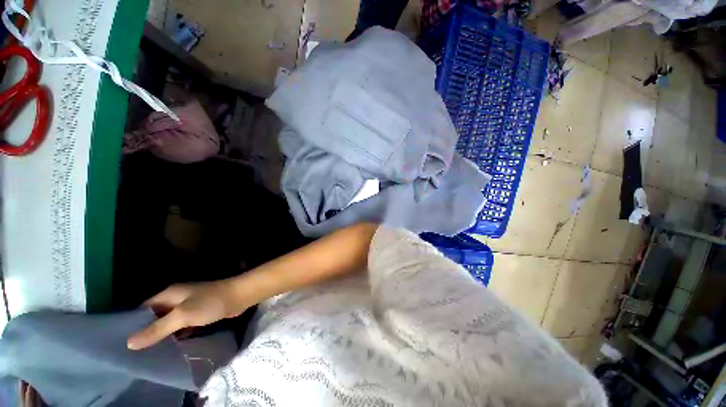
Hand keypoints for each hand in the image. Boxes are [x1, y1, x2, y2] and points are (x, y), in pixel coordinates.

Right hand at [127, 281, 247, 349]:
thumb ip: (157, 329)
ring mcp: (189, 305)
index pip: (143, 308)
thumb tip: (129, 343)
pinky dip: (176, 334)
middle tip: (134, 353)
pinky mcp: (200, 312)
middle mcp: (177, 298)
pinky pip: (182, 324)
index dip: (132, 323)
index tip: (120, 342)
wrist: (240, 296)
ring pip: (169, 321)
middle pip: (156, 315)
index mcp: (169, 294)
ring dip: (161, 334)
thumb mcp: (182, 316)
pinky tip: (169, 348)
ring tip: (147, 355)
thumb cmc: (210, 302)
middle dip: (146, 331)